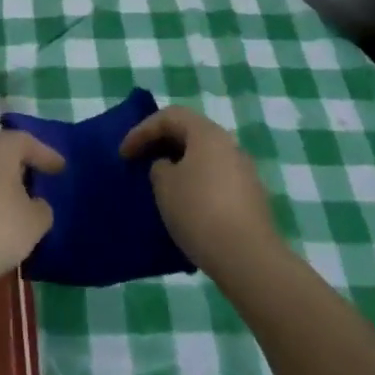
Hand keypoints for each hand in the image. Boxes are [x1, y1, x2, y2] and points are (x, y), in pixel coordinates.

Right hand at [120, 106, 279, 273]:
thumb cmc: (199, 211)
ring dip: (179, 166)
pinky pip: (215, 180)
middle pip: (190, 133)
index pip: (170, 116)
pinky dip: (195, 184)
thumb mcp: (165, 186)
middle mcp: (229, 145)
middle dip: (161, 144)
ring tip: (159, 185)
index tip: (124, 154)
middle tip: (140, 162)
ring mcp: (244, 172)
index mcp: (207, 133)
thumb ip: (159, 168)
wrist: (248, 258)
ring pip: (204, 158)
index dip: (142, 130)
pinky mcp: (250, 198)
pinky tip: (184, 207)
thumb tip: (169, 167)